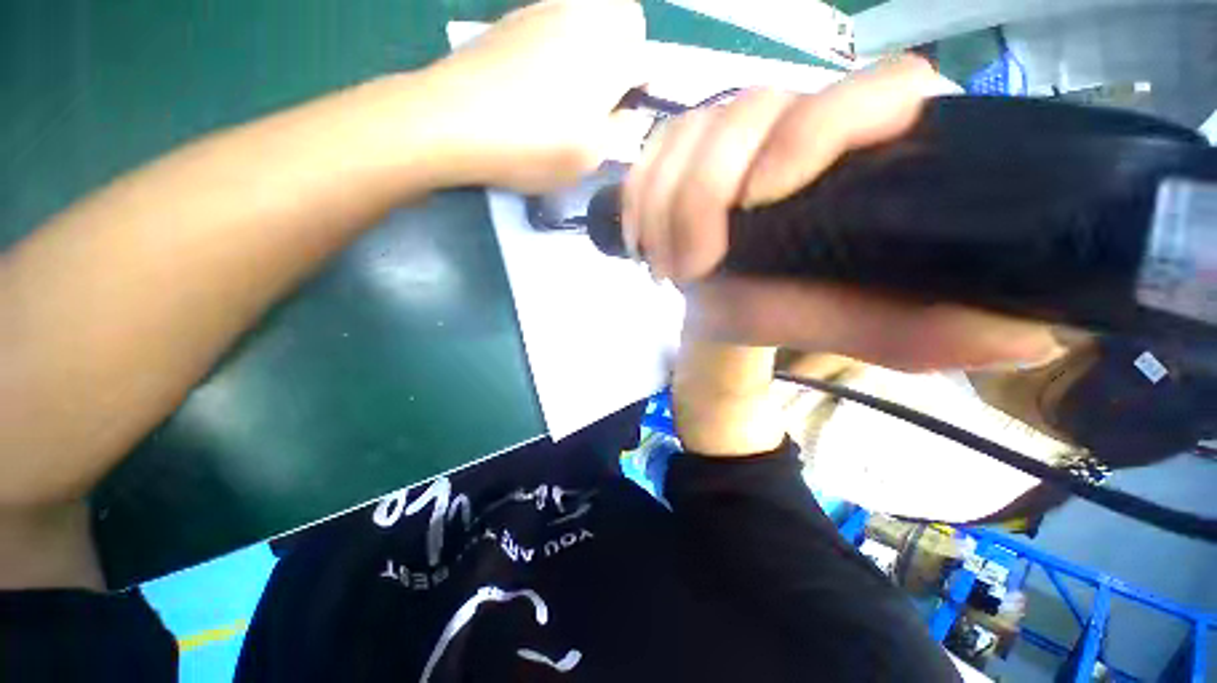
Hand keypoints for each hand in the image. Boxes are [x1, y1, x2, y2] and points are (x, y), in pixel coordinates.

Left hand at [429, 0, 644, 192]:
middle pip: (624, 18)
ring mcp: (545, 11)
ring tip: (570, 90)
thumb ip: (619, 132)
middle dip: (624, 52)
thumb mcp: (589, 157)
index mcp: (610, 53)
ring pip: (589, 14)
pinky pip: (555, 20)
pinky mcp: (514, 18)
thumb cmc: (533, 145)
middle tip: (604, 94)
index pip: (647, 55)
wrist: (454, 119)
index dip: (642, 85)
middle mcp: (583, 18)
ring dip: (593, 46)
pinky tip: (538, 79)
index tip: (625, 111)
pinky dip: (560, 42)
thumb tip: (627, 114)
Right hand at [623, 57, 1063, 371]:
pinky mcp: (686, 149)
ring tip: (668, 265)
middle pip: (751, 108)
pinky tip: (643, 240)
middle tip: (691, 267)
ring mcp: (736, 132)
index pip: (876, 92)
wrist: (724, 309)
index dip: (814, 131)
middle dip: (704, 194)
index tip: (760, 198)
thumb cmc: (783, 312)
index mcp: (866, 155)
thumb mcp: (844, 327)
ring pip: (691, 130)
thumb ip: (919, 331)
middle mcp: (803, 126)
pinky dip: (640, 198)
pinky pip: (653, 152)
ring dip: (666, 205)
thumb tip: (1030, 337)